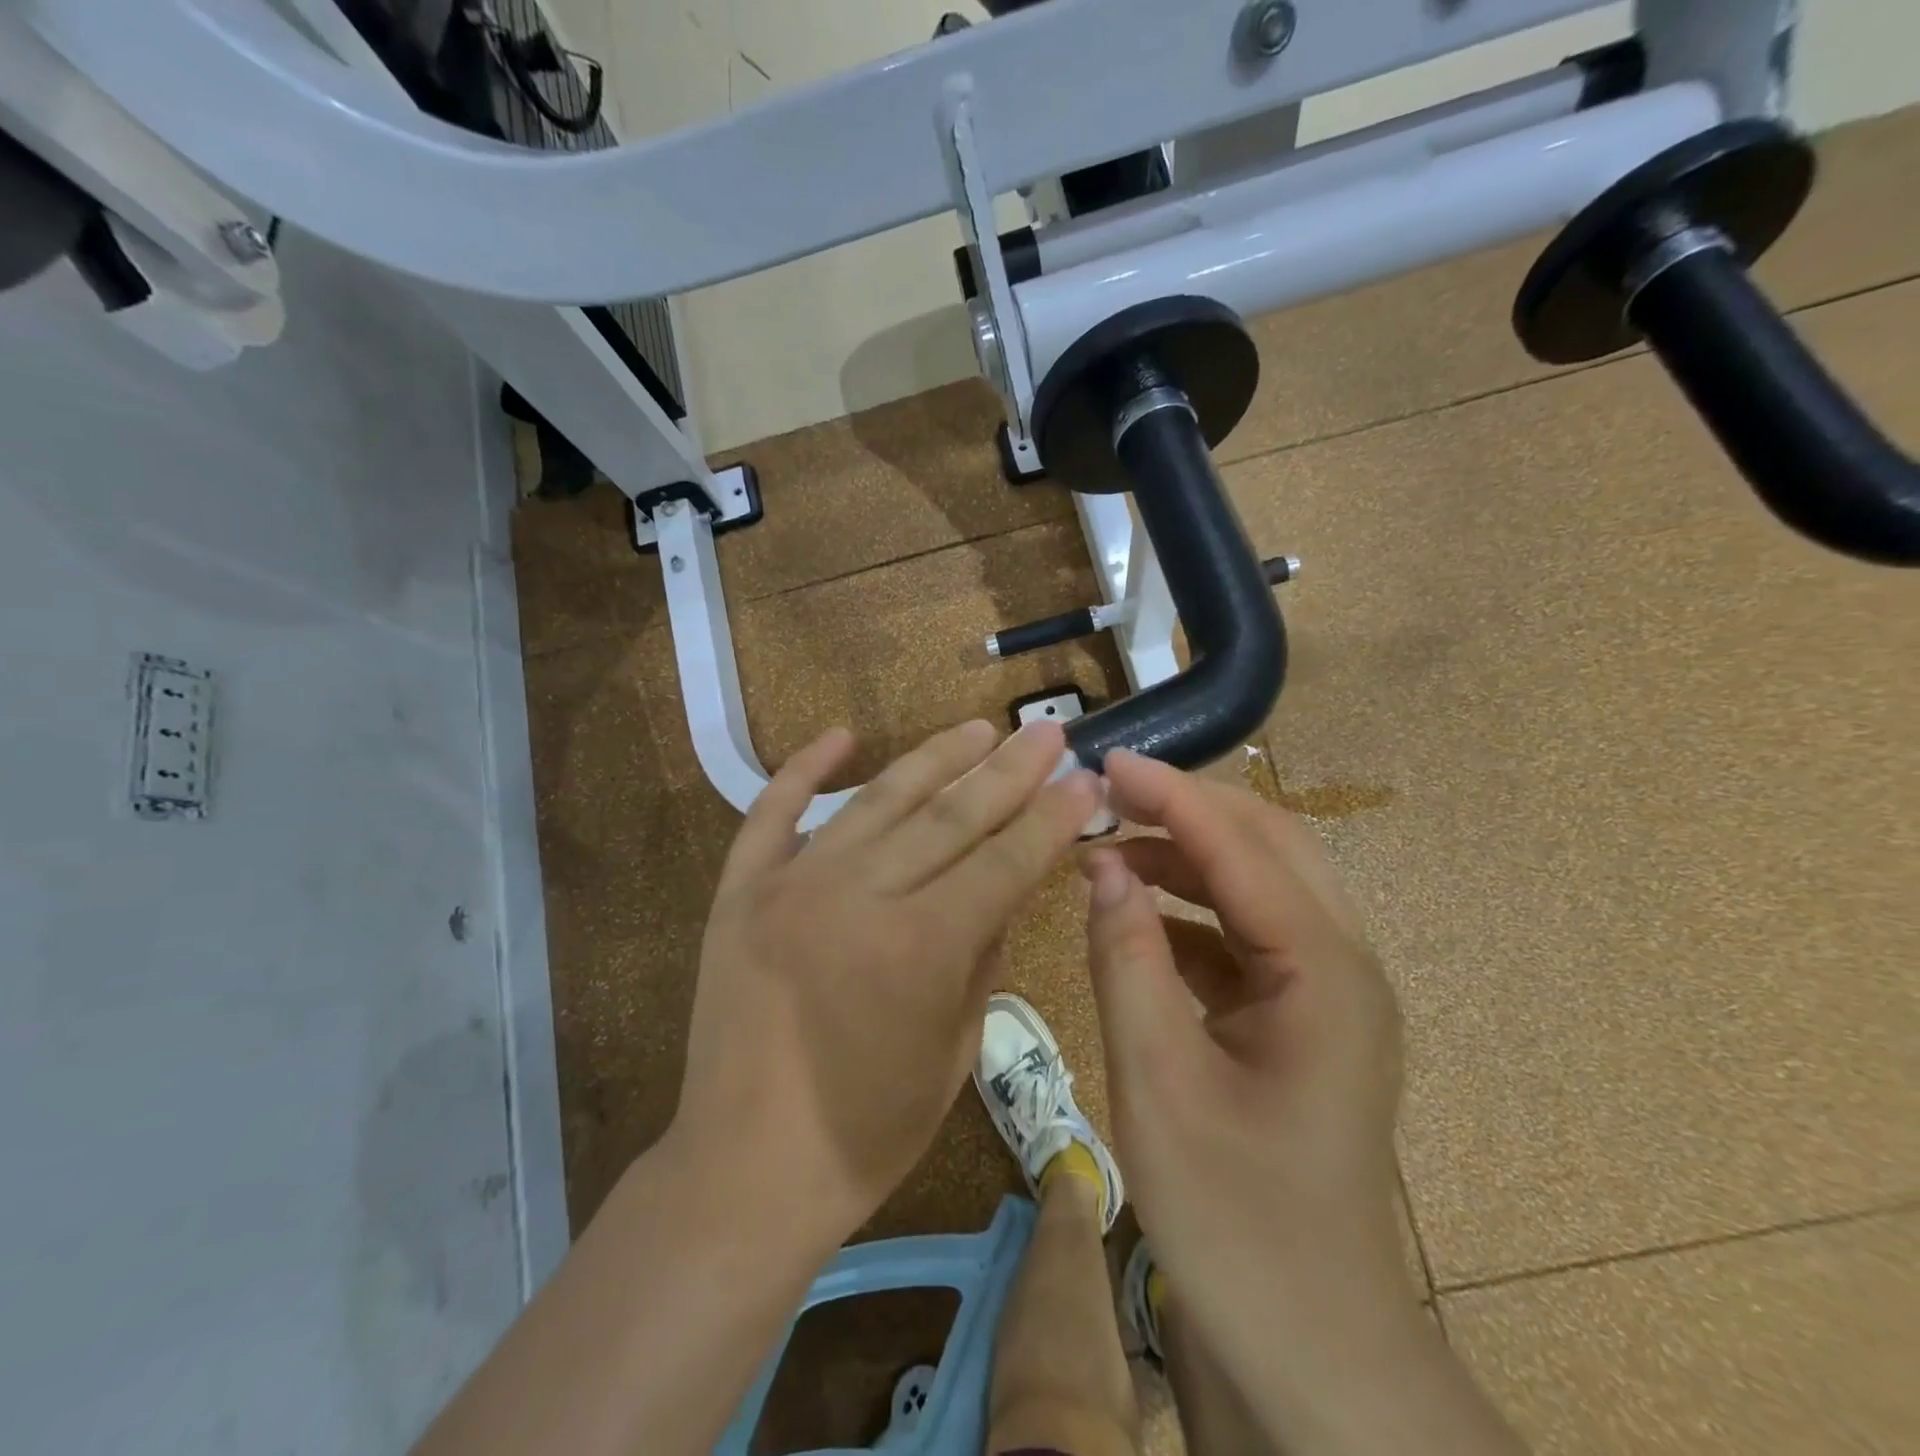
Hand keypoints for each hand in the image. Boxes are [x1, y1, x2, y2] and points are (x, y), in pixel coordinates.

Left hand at [671, 719, 1100, 1240]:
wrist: (744, 1172)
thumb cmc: (867, 1132)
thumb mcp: (955, 1051)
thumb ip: (984, 957)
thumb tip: (1004, 890)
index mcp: (918, 947)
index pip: (1004, 860)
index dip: (1051, 817)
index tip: (1084, 779)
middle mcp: (856, 897)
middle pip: (949, 816)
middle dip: (1008, 771)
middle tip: (1047, 732)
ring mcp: (790, 886)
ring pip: (876, 800)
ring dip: (933, 758)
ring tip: (978, 728)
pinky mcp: (740, 892)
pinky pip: (771, 814)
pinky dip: (803, 769)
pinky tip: (841, 737)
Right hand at [1081, 749, 1406, 1327]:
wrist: (1309, 1349)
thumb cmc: (1235, 1221)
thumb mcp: (1157, 1082)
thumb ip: (1125, 959)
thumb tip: (1100, 863)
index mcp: (1325, 973)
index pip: (1240, 848)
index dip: (1169, 795)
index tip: (1105, 761)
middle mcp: (1342, 964)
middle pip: (1267, 846)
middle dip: (1185, 808)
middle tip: (1106, 792)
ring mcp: (1326, 992)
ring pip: (1256, 885)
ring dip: (1185, 855)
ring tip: (1108, 845)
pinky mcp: (1300, 1017)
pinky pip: (1242, 934)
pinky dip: (1188, 910)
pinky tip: (1134, 914)